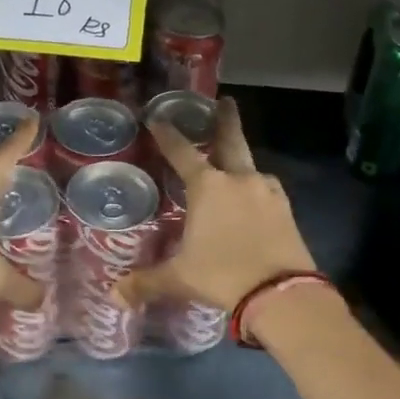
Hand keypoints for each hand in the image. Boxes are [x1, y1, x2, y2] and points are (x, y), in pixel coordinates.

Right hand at [115, 98, 316, 312]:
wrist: (281, 293)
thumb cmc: (223, 275)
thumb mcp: (180, 278)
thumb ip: (146, 282)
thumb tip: (114, 297)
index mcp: (208, 187)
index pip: (181, 152)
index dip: (167, 134)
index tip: (157, 117)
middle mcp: (238, 180)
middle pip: (230, 141)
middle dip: (226, 120)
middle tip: (225, 101)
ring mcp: (267, 192)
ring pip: (251, 166)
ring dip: (242, 159)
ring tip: (235, 163)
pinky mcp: (286, 209)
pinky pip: (267, 189)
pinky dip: (257, 188)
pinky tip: (254, 198)